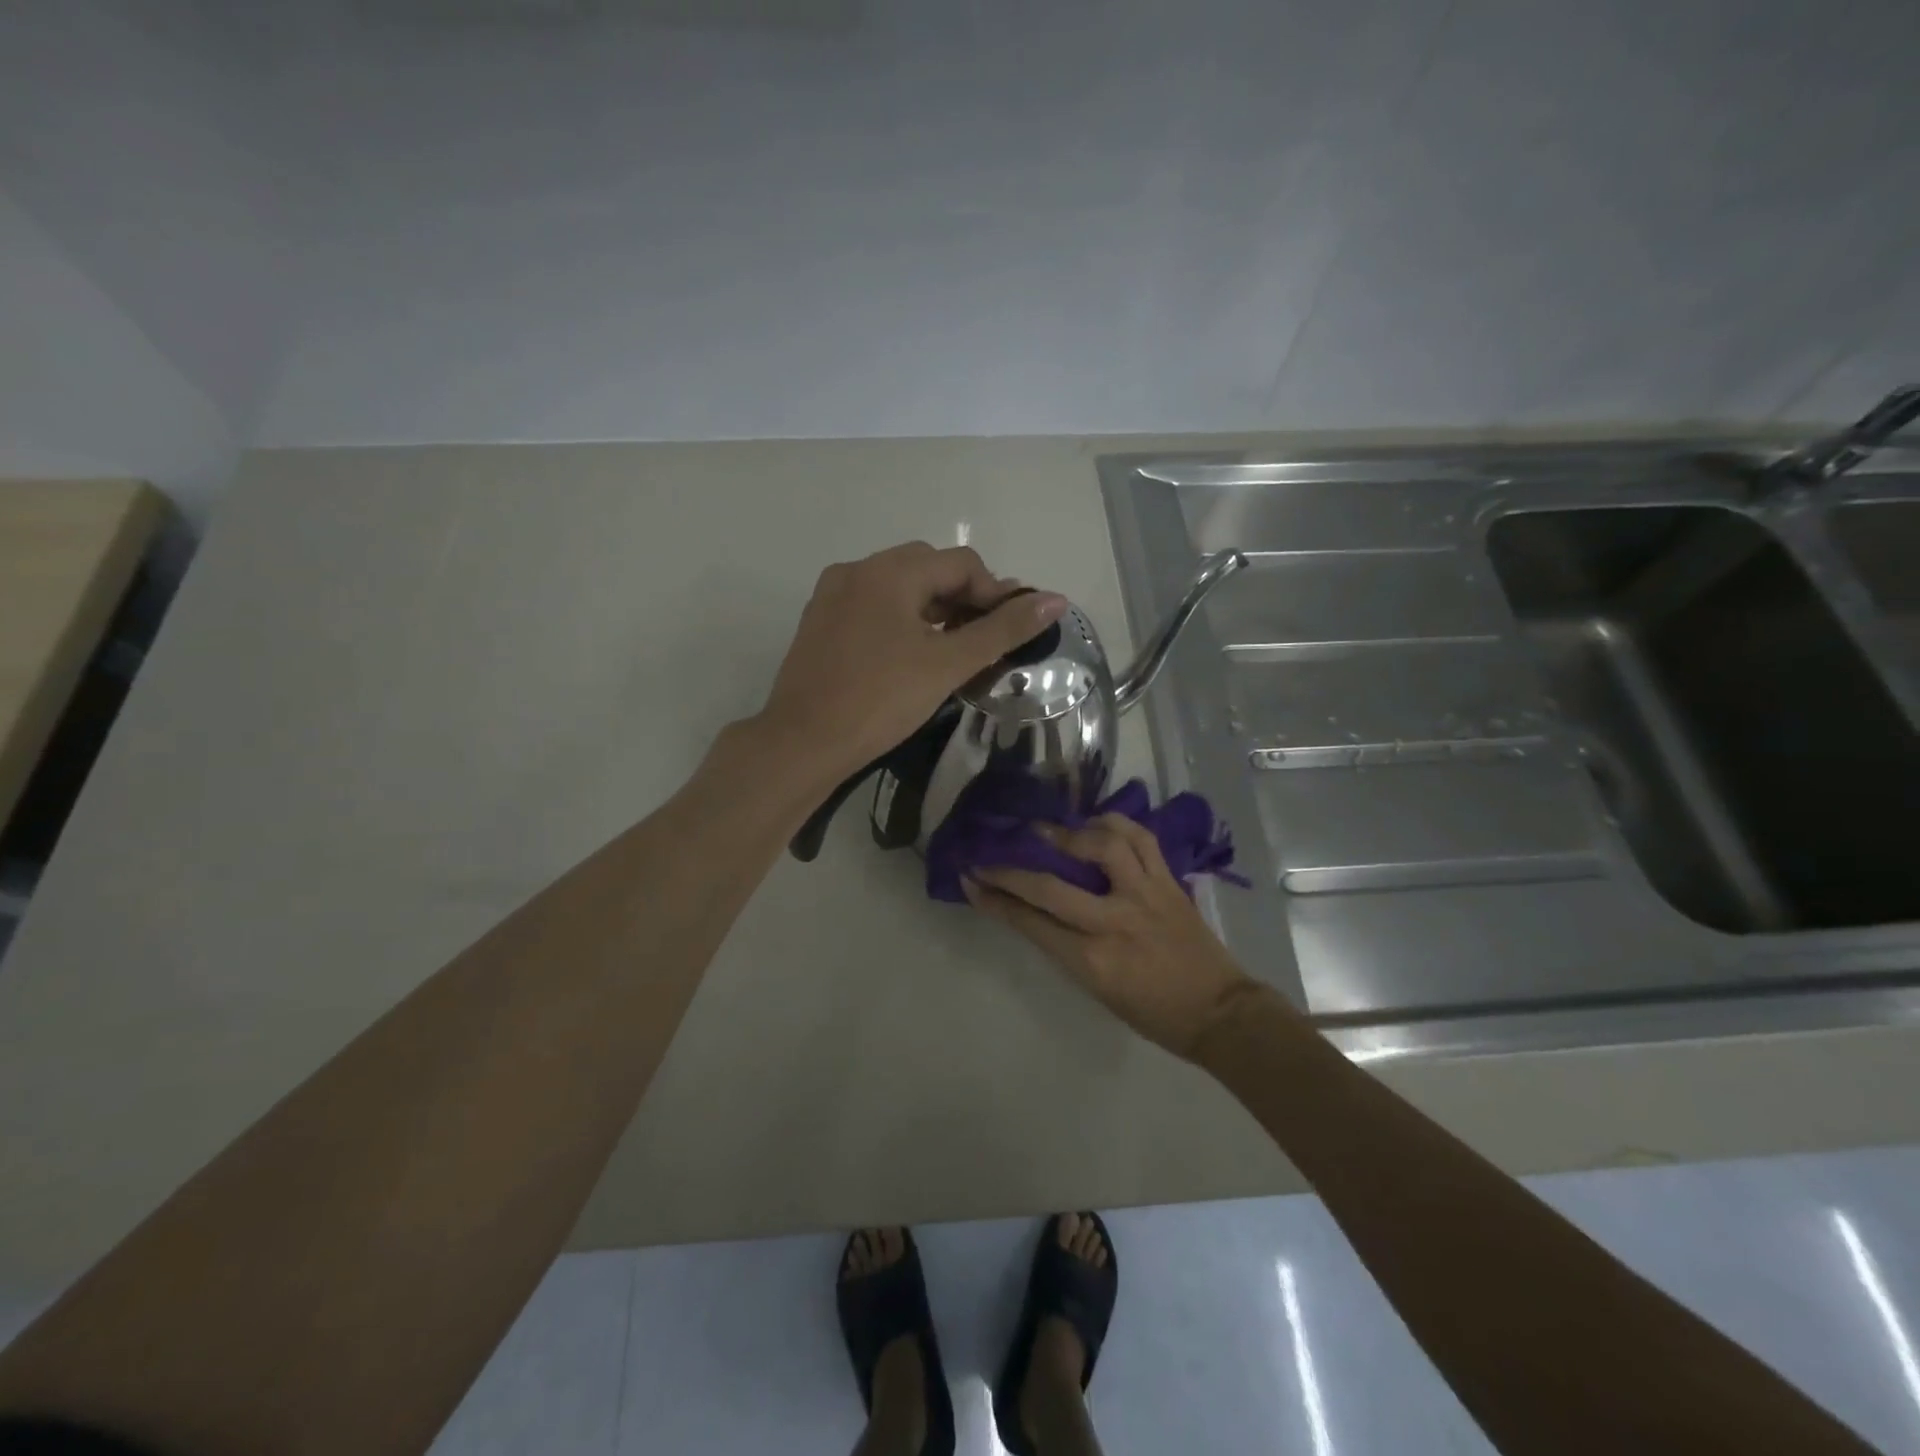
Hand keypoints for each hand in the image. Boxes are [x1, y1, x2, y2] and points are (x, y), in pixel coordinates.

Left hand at [760, 542, 1066, 775]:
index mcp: (889, 571)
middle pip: (928, 568)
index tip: (1012, 631)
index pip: (961, 563)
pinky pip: (873, 606)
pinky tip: (912, 655)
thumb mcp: (948, 664)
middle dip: (964, 597)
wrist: (802, 743)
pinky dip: (902, 619)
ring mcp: (833, 595)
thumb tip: (1055, 600)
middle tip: (984, 640)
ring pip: (899, 587)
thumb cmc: (880, 701)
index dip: (995, 592)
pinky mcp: (820, 622)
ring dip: (934, 609)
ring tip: (954, 649)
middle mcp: (857, 570)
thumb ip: (1003, 630)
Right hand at [965, 815, 1262, 1060]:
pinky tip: (1097, 822)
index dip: (995, 900)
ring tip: (1047, 830)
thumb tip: (1035, 910)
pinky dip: (1115, 824)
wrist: (1219, 1011)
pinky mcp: (1168, 881)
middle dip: (1010, 870)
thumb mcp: (1098, 989)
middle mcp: (1115, 921)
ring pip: (1100, 846)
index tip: (972, 880)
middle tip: (988, 856)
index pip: (1031, 922)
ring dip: (1067, 833)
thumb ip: (1066, 947)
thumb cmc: (1154, 1013)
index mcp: (1093, 961)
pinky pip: (1140, 839)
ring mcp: (1145, 895)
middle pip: (1050, 886)